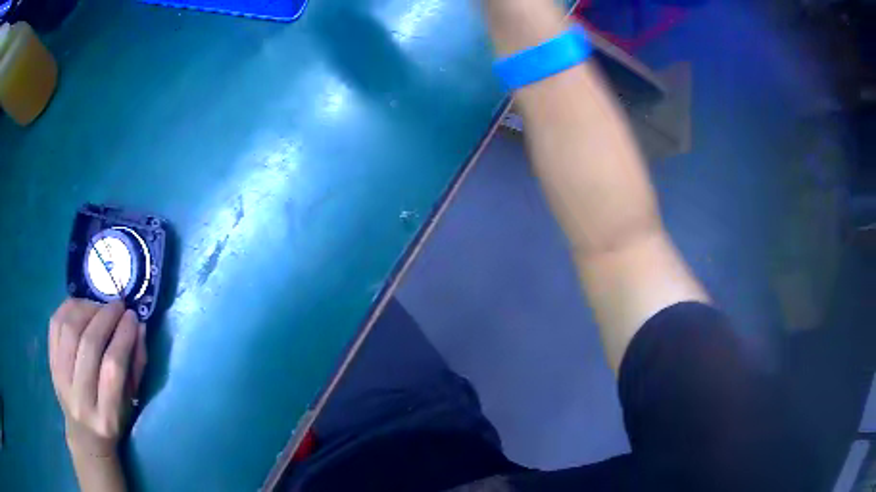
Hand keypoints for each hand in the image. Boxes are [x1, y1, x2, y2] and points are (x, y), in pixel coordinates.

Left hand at [48, 299, 146, 457]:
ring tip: (100, 306)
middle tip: (119, 306)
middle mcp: (80, 397)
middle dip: (106, 317)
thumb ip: (136, 366)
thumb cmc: (114, 421)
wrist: (84, 436)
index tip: (133, 317)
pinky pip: (55, 324)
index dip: (123, 336)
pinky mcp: (50, 363)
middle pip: (89, 344)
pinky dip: (69, 308)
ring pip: (70, 330)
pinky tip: (82, 307)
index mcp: (106, 416)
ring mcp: (61, 378)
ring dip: (87, 309)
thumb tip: (138, 327)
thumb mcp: (131, 403)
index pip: (112, 367)